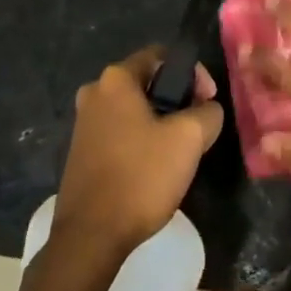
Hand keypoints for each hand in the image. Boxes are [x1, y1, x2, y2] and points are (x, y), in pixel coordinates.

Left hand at [54, 47, 223, 254]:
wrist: (92, 235)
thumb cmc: (142, 176)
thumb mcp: (190, 137)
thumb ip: (208, 112)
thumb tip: (207, 109)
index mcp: (115, 80)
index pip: (162, 56)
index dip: (193, 73)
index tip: (208, 102)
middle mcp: (94, 93)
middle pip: (148, 83)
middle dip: (178, 100)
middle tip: (198, 128)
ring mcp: (84, 124)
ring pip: (135, 110)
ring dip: (161, 123)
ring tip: (181, 151)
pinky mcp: (82, 152)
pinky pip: (121, 132)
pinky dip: (142, 141)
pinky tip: (155, 168)